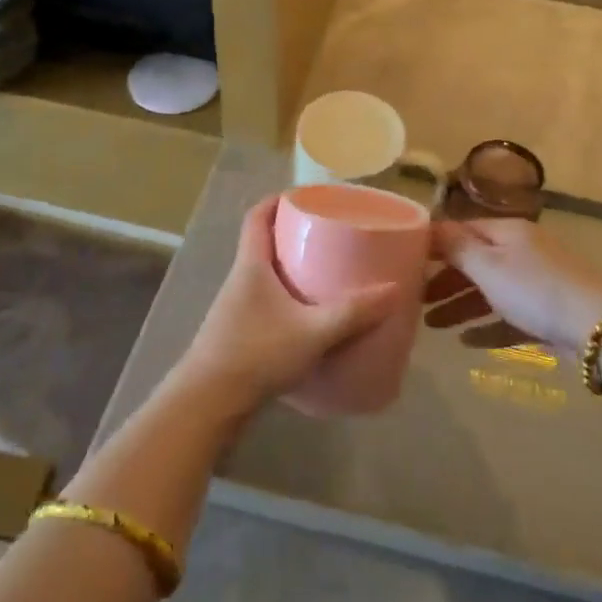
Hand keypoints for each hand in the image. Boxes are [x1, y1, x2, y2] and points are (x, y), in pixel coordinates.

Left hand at [174, 195, 400, 417]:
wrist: (208, 404)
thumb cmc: (256, 354)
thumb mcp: (312, 332)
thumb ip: (353, 312)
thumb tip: (394, 290)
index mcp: (251, 265)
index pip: (257, 216)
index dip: (278, 200)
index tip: (305, 197)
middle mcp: (240, 280)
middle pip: (263, 242)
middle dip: (293, 234)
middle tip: (329, 235)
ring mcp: (236, 308)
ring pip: (265, 275)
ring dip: (290, 268)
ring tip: (326, 272)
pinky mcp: (238, 334)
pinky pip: (266, 302)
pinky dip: (287, 299)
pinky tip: (310, 317)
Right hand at [431, 219, 601, 350]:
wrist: (599, 326)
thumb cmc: (535, 289)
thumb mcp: (489, 265)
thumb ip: (456, 247)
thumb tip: (429, 225)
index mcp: (507, 232)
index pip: (462, 230)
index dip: (433, 244)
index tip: (405, 261)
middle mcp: (521, 251)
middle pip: (474, 261)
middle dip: (444, 279)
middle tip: (415, 299)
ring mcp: (536, 282)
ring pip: (489, 290)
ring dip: (460, 306)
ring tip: (432, 326)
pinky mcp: (547, 313)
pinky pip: (508, 316)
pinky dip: (487, 326)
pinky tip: (466, 342)